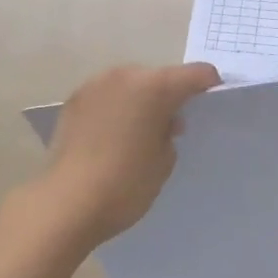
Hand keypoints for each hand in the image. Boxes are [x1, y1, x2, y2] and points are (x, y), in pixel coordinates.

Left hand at [32, 61, 219, 251]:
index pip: (196, 74)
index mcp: (155, 86)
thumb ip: (170, 133)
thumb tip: (163, 122)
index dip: (208, 86)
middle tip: (171, 125)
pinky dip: (116, 108)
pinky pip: (106, 96)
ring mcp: (95, 85)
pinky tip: (113, 136)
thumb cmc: (126, 183)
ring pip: (130, 84)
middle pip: (159, 76)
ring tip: (138, 131)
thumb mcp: (164, 161)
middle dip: (169, 95)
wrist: (66, 204)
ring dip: (139, 100)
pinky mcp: (74, 101)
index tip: (211, 103)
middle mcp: (125, 75)